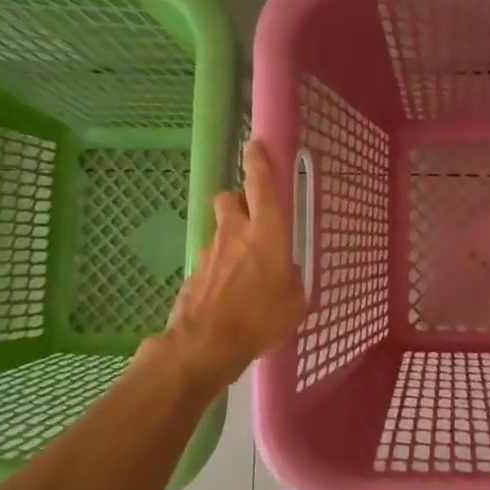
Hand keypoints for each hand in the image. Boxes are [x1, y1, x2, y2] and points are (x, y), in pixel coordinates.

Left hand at [147, 140, 308, 393]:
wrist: (206, 343)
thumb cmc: (261, 318)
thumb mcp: (295, 301)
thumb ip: (291, 280)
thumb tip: (285, 275)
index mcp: (267, 232)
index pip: (262, 185)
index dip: (259, 162)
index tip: (254, 145)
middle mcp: (235, 233)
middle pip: (230, 198)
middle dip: (239, 200)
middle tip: (252, 218)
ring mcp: (210, 252)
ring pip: (219, 231)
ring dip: (230, 239)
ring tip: (243, 268)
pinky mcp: (194, 274)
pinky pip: (210, 261)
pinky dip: (219, 269)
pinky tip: (228, 294)